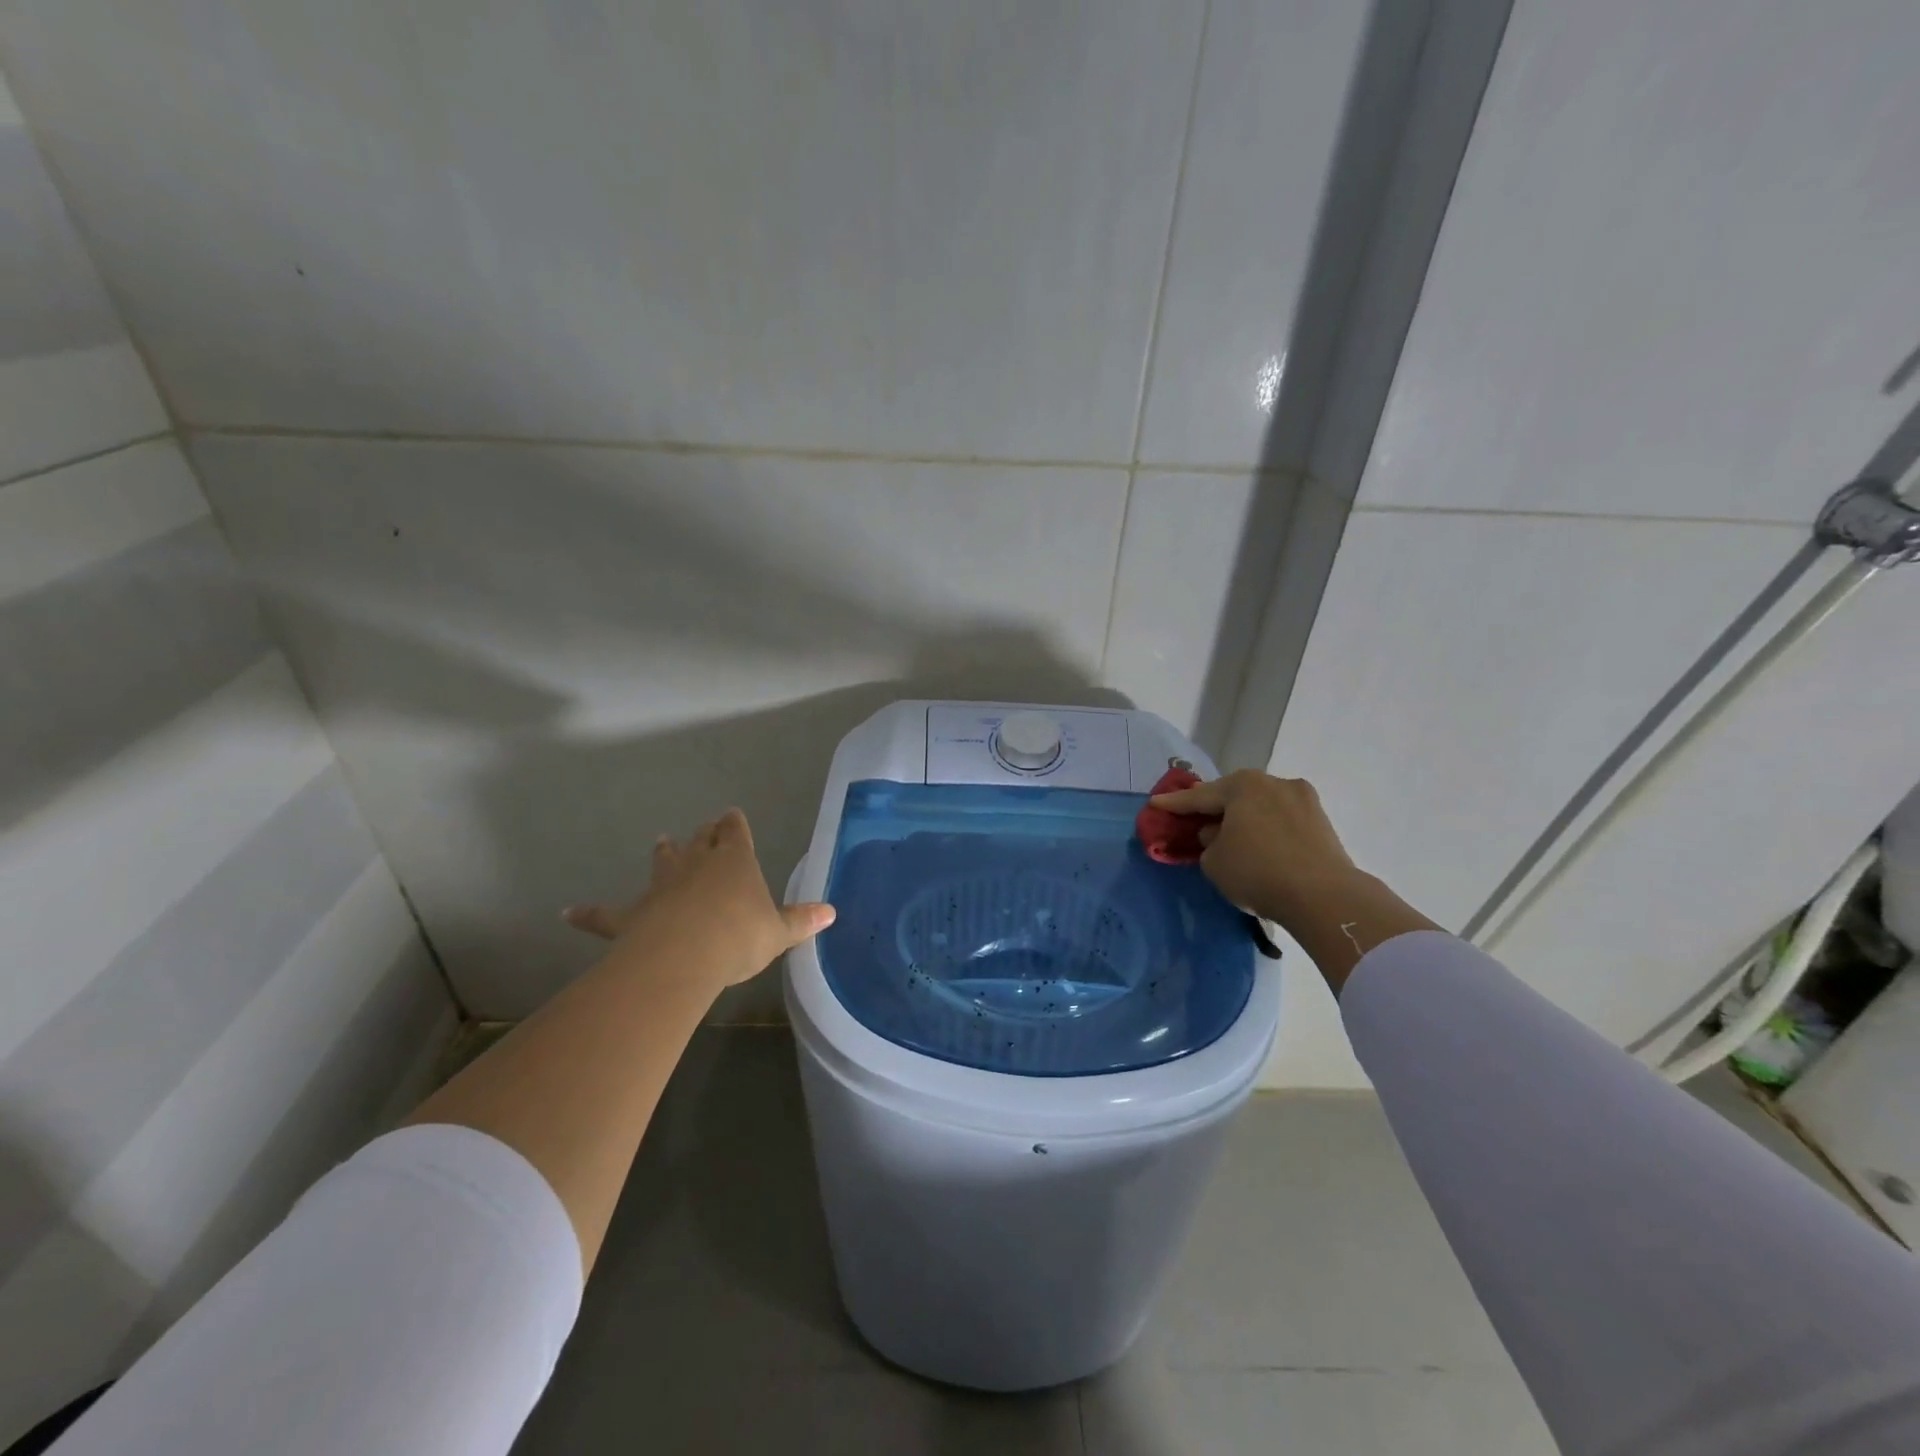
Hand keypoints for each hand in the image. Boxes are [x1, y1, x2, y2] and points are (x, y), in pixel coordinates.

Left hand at [563, 808, 834, 993]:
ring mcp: (662, 886)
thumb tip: (832, 912)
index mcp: (735, 861)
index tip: (731, 815)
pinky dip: (588, 913)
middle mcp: (697, 864)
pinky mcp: (631, 914)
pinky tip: (567, 912)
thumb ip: (801, 921)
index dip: (734, 824)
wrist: (684, 956)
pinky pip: (606, 913)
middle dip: (704, 834)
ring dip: (664, 853)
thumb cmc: (739, 936)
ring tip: (661, 841)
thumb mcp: (778, 932)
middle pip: (700, 841)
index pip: (735, 833)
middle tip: (705, 828)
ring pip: (663, 861)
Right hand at [1148, 770, 1360, 929]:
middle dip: (1214, 807)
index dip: (1174, 804)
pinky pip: (1282, 821)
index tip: (1155, 803)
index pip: (1199, 796)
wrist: (1324, 897)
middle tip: (1194, 818)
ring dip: (1244, 818)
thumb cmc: (1257, 872)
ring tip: (1230, 835)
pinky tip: (1259, 845)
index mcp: (1243, 785)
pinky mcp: (1322, 822)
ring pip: (1261, 806)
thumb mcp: (1213, 861)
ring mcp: (1302, 800)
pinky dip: (1266, 830)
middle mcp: (1274, 782)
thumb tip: (1218, 835)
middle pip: (1234, 795)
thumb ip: (1208, 843)